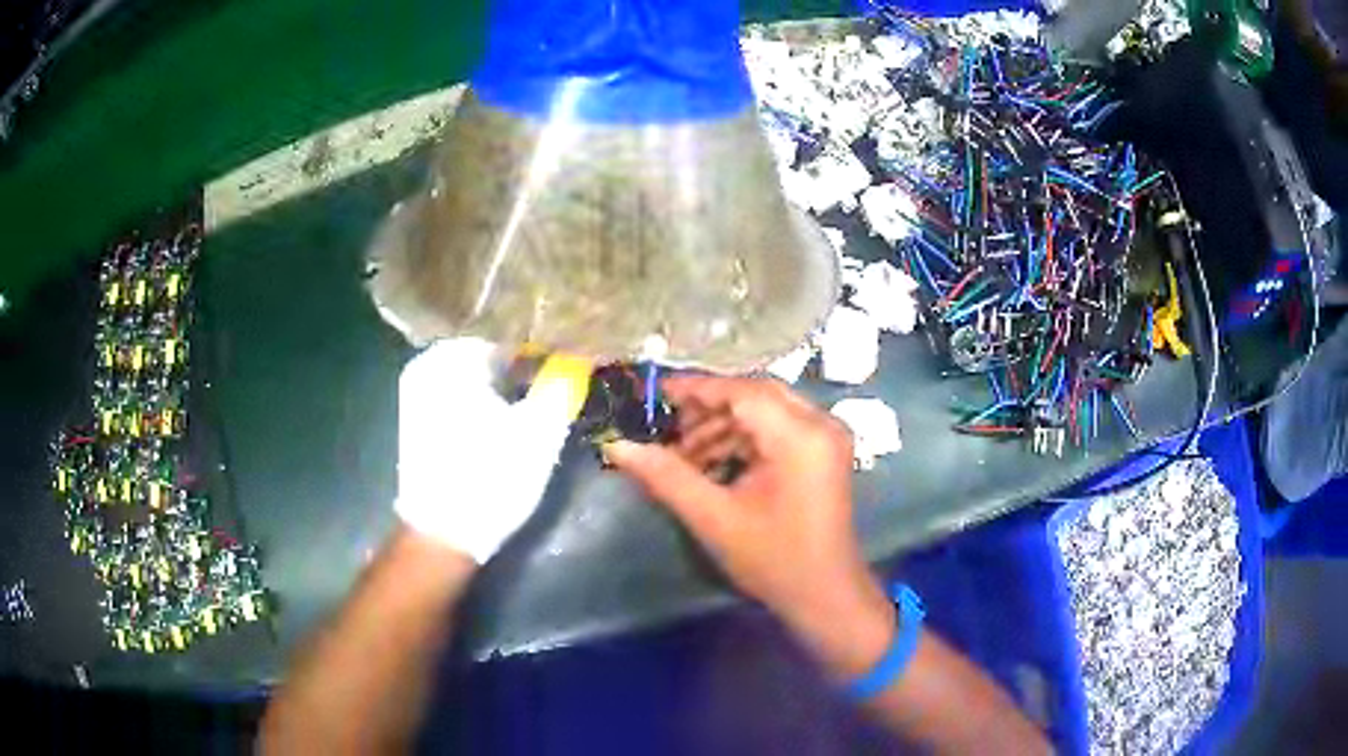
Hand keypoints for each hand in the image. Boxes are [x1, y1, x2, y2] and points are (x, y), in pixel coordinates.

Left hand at [394, 338, 573, 563]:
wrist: (443, 534)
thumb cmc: (491, 479)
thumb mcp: (539, 432)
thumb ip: (561, 384)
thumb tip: (580, 356)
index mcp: (452, 356)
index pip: (512, 338)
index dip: (547, 355)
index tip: (571, 374)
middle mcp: (427, 363)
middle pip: (492, 356)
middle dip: (525, 371)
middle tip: (558, 390)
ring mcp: (416, 390)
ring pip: (476, 376)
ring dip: (506, 388)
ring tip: (536, 407)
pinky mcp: (415, 417)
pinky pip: (460, 394)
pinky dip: (484, 402)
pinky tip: (505, 423)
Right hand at [605, 376, 894, 676]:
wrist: (825, 596)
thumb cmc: (774, 560)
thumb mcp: (714, 518)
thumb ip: (666, 476)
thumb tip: (618, 446)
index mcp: (801, 435)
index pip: (742, 391)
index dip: (696, 388)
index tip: (655, 391)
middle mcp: (820, 424)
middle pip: (756, 395)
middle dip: (709, 407)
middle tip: (667, 425)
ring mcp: (826, 438)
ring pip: (766, 411)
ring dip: (724, 426)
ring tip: (683, 455)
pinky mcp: (823, 453)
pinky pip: (778, 429)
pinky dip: (744, 439)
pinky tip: (712, 463)